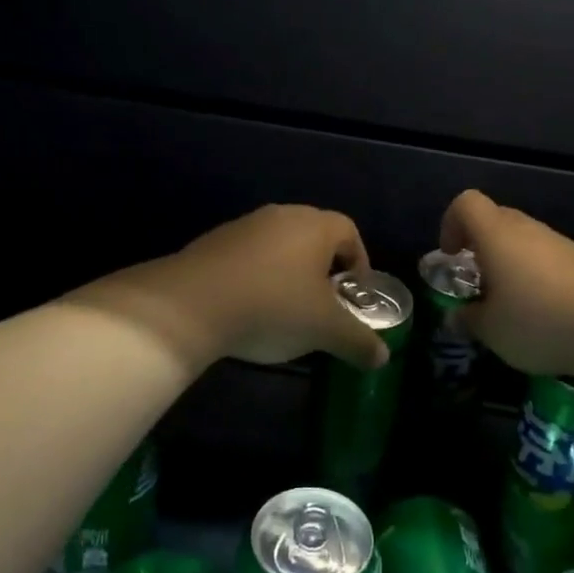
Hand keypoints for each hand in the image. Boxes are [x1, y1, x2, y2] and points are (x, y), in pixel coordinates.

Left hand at [77, 205, 388, 371]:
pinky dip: (257, 276)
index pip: (349, 232)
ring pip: (279, 245)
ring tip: (285, 310)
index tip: (353, 295)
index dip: (359, 263)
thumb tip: (382, 357)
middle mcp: (282, 215)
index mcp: (315, 226)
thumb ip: (358, 341)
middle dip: (323, 269)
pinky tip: (248, 308)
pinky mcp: (213, 242)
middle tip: (323, 305)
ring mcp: (244, 226)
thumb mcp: (324, 330)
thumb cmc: (273, 307)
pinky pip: (248, 255)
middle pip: (314, 236)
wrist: (191, 303)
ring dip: (288, 272)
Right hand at [439, 189, 573, 377]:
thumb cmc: (537, 321)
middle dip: (480, 244)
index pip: (466, 203)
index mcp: (496, 235)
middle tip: (478, 281)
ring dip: (510, 261)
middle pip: (496, 217)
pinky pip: (549, 257)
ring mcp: (560, 242)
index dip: (451, 223)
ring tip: (512, 302)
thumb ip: (469, 319)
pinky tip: (545, 311)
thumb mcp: (491, 330)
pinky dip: (538, 275)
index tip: (451, 256)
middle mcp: (528, 229)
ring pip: (525, 239)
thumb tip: (457, 316)